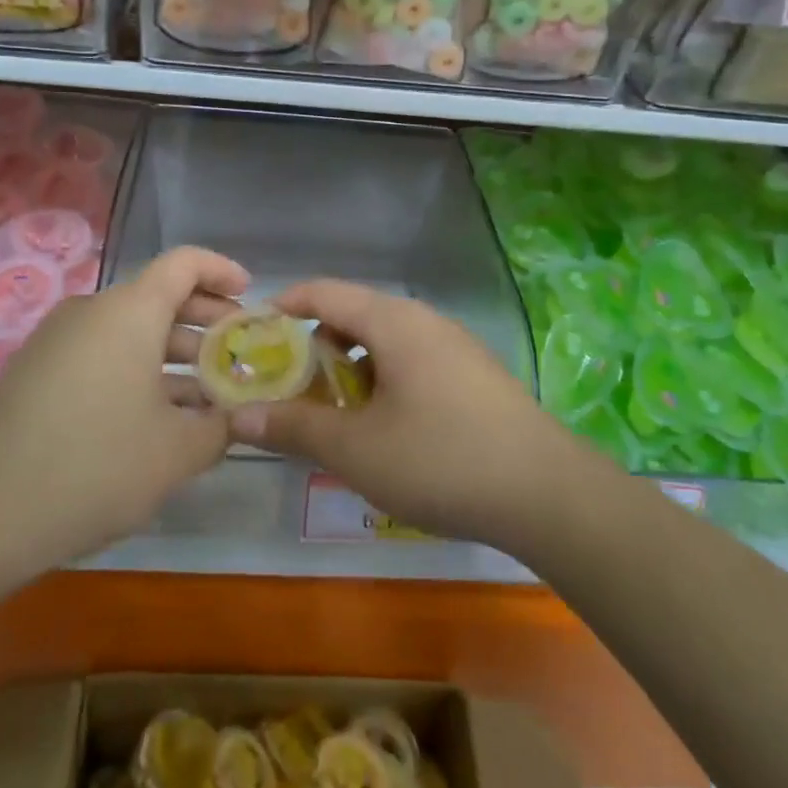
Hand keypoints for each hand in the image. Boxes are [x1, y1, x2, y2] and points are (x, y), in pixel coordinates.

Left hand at [0, 247, 247, 579]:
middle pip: (159, 298)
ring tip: (206, 396)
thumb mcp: (176, 452)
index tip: (251, 296)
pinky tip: (155, 420)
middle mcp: (91, 312)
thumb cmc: (94, 465)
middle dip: (205, 322)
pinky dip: (136, 373)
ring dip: (173, 356)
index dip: (223, 271)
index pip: (185, 263)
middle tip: (237, 354)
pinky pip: (100, 357)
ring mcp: (57, 343)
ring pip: (129, 333)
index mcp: (129, 311)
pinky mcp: (35, 375)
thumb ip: (219, 427)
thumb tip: (234, 419)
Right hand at [228, 280, 570, 548]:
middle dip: (315, 349)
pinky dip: (384, 383)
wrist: (548, 494)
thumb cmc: (440, 459)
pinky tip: (387, 431)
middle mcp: (425, 321)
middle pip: (354, 316)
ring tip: (337, 416)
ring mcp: (455, 346)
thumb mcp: (355, 448)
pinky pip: (413, 363)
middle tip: (292, 389)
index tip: (254, 334)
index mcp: (393, 321)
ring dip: (351, 371)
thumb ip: (294, 427)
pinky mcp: (475, 375)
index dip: (284, 307)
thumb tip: (240, 416)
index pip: (324, 292)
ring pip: (385, 343)